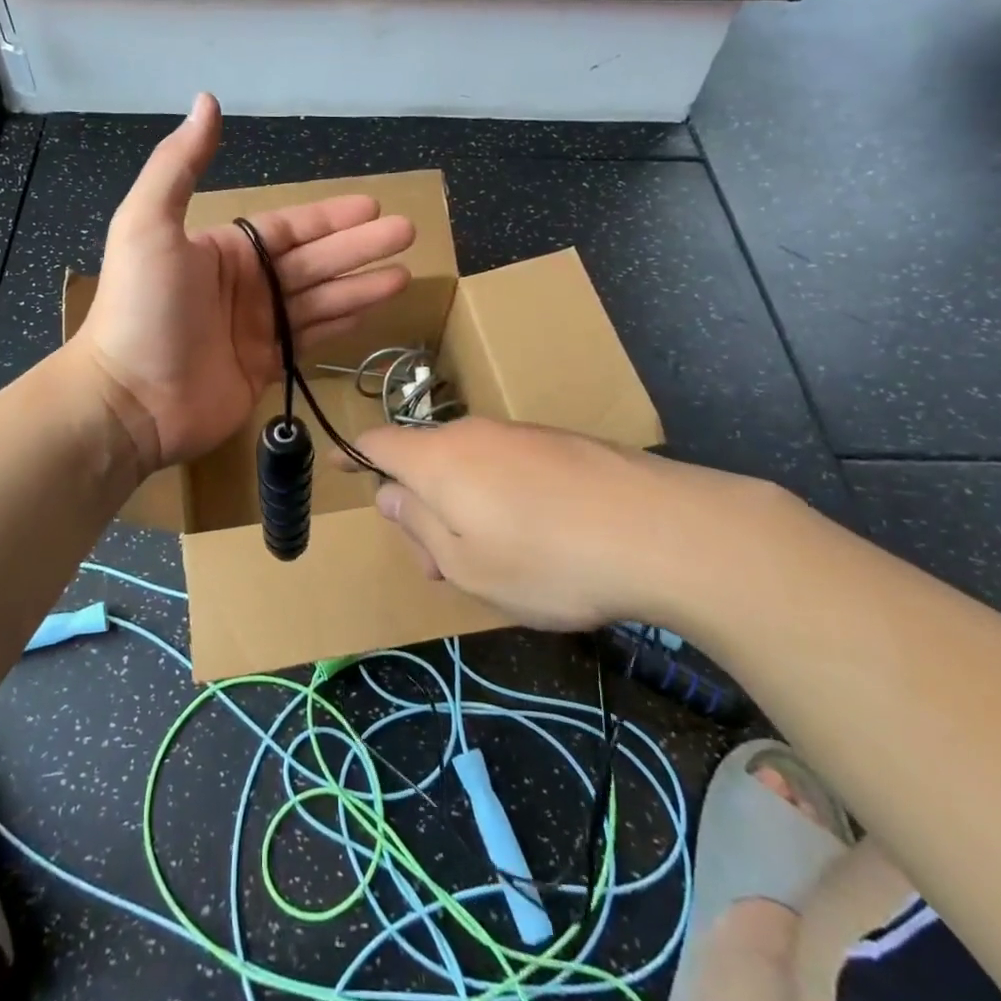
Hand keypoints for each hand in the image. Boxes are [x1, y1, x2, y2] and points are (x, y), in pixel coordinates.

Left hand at [74, 95, 415, 471]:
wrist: (129, 399)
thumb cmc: (142, 308)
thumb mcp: (148, 224)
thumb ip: (179, 164)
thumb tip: (206, 100)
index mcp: (224, 251)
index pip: (289, 228)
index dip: (331, 217)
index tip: (374, 206)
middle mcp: (244, 286)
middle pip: (314, 261)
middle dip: (360, 247)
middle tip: (408, 233)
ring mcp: (256, 329)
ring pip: (320, 300)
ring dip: (361, 285)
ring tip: (405, 274)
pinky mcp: (264, 368)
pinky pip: (311, 339)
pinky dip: (342, 324)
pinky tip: (373, 311)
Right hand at [353, 418, 793, 632]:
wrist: (663, 531)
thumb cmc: (547, 559)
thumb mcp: (465, 564)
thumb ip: (417, 524)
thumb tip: (388, 493)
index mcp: (439, 460)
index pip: (378, 443)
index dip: (353, 454)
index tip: (336, 464)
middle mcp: (474, 434)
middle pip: (425, 460)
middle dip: (418, 506)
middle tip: (439, 566)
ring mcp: (522, 435)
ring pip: (469, 466)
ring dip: (461, 508)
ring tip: (491, 563)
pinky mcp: (563, 445)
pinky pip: (508, 467)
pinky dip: (499, 498)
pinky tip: (536, 540)